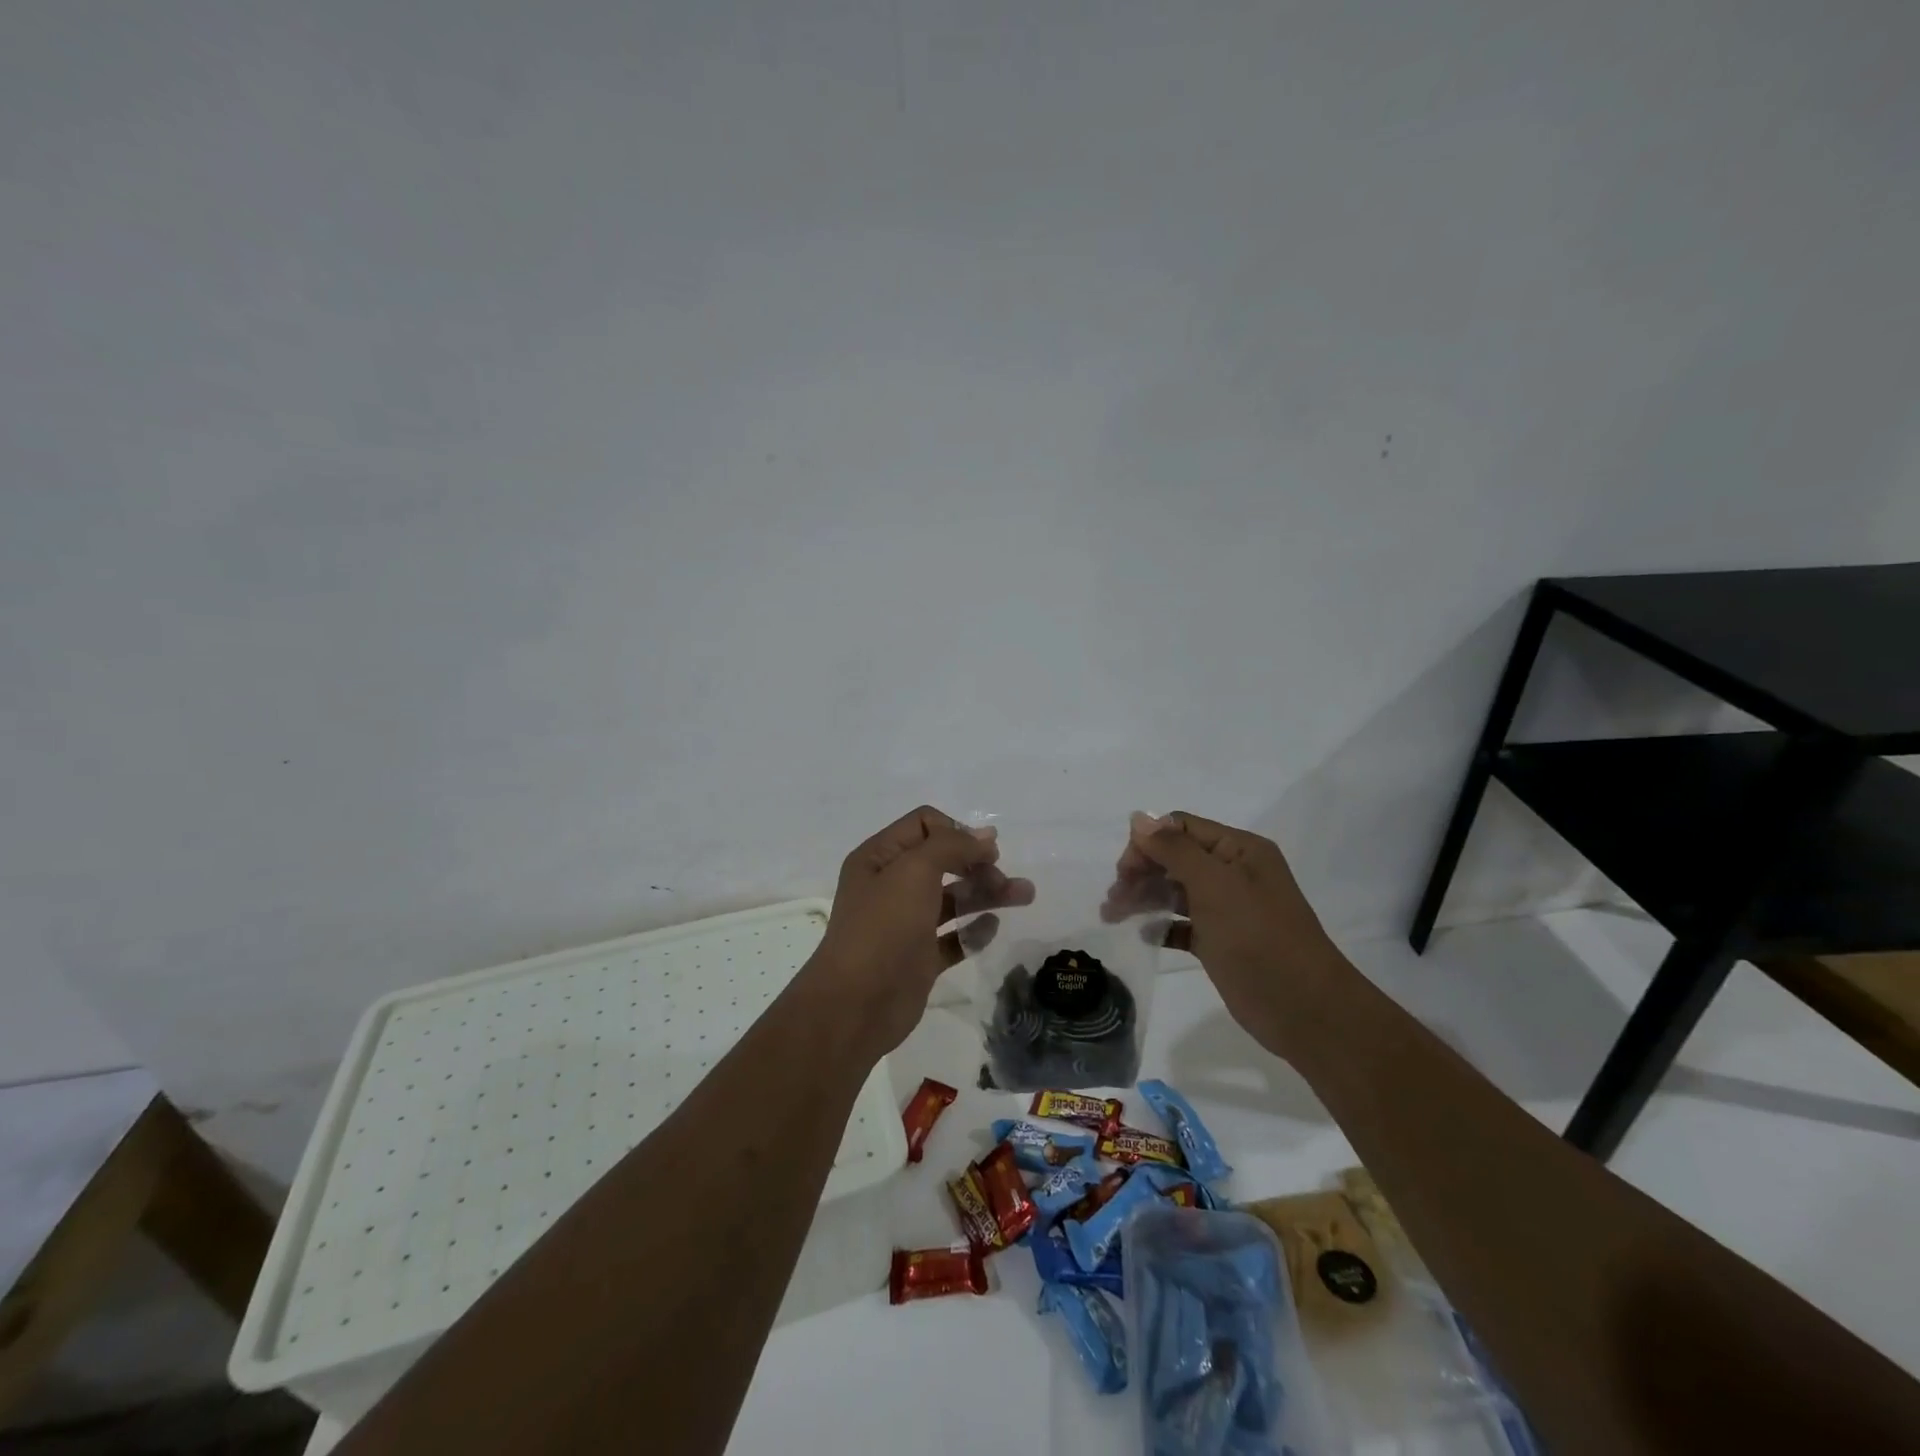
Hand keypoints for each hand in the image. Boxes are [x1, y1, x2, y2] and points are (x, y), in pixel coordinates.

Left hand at [804, 806, 1035, 1056]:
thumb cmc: (883, 927)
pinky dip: (974, 930)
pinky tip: (993, 927)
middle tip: (1004, 877)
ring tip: (1026, 895)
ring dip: (987, 893)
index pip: (923, 825)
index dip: (956, 831)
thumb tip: (984, 837)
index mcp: (880, 858)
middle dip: (978, 863)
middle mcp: (891, 886)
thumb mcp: (914, 870)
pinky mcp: (920, 958)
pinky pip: (953, 937)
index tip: (984, 851)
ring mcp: (905, 924)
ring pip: (953, 899)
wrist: (857, 1004)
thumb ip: (951, 846)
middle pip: (943, 861)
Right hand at [1103, 810, 1345, 1056]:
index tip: (1124, 871)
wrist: (1303, 1009)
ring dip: (1144, 898)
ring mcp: (1227, 909)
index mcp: (1239, 850)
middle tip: (1114, 898)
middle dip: (1141, 872)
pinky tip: (1145, 936)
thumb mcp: (1215, 886)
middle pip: (1174, 858)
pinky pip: (1182, 924)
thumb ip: (1174, 850)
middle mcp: (1233, 873)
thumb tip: (1138, 818)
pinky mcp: (1220, 941)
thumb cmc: (1258, 938)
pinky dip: (1161, 926)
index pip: (1181, 828)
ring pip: (1175, 891)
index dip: (1148, 843)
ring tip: (1113, 916)